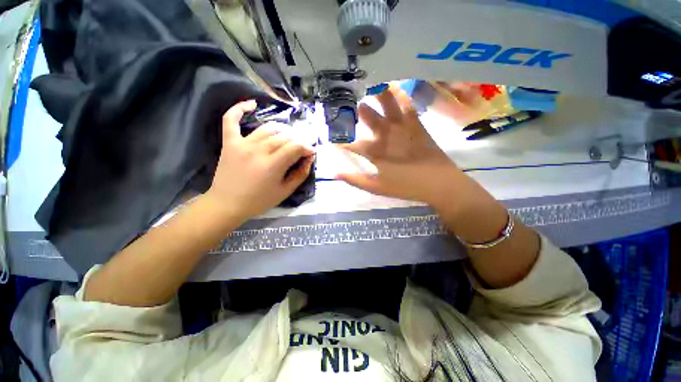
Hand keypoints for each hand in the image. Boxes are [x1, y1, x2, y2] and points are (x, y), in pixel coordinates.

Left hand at [205, 100, 313, 220]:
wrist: (227, 204)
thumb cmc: (259, 201)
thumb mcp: (285, 191)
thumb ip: (300, 174)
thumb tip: (309, 158)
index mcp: (272, 165)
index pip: (296, 147)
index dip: (307, 147)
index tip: (311, 152)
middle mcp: (258, 150)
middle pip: (284, 137)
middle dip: (297, 141)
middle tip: (301, 148)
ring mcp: (242, 144)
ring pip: (267, 129)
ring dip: (282, 131)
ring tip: (288, 138)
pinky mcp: (229, 142)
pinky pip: (231, 120)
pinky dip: (239, 109)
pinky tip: (252, 104)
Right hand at [337, 86, 460, 205]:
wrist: (439, 183)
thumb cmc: (406, 186)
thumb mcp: (377, 188)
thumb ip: (355, 180)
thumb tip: (335, 174)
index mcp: (375, 152)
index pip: (351, 144)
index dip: (339, 140)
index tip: (330, 136)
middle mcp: (386, 135)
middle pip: (367, 117)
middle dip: (354, 107)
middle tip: (346, 98)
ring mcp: (402, 127)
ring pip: (386, 104)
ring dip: (376, 93)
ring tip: (368, 82)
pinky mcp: (416, 124)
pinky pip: (408, 104)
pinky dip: (401, 93)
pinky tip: (395, 83)